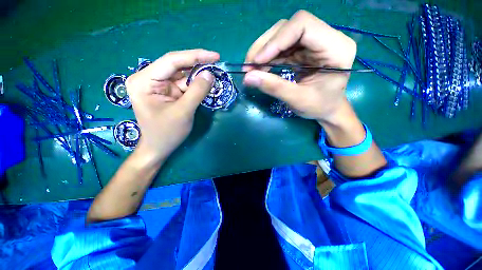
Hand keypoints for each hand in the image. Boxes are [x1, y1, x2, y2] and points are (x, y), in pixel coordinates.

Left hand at [125, 49, 218, 161]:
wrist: (159, 148)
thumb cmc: (166, 133)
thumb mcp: (183, 112)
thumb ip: (197, 92)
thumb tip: (210, 74)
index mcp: (144, 80)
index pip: (171, 61)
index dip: (195, 56)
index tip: (215, 56)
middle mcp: (148, 78)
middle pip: (176, 66)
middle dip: (197, 66)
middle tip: (216, 65)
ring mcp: (158, 85)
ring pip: (182, 75)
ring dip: (198, 76)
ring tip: (213, 77)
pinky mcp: (167, 92)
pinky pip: (183, 84)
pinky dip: (195, 85)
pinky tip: (205, 85)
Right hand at [243, 10, 356, 124]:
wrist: (327, 109)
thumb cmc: (319, 106)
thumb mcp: (297, 100)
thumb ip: (274, 87)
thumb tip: (247, 77)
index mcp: (335, 48)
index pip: (303, 25)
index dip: (276, 40)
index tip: (257, 61)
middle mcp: (326, 38)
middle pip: (289, 27)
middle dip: (265, 46)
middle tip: (248, 66)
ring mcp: (314, 43)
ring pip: (282, 35)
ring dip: (263, 52)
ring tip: (251, 69)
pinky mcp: (304, 50)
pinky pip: (281, 47)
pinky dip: (267, 58)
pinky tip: (260, 69)